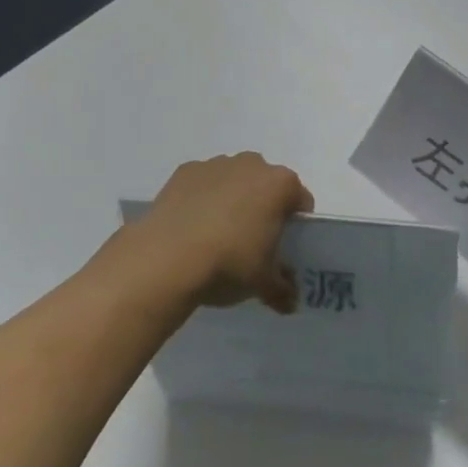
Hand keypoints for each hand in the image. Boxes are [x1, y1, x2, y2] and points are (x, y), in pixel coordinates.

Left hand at [124, 153, 312, 312]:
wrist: (167, 257)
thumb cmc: (229, 263)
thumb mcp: (263, 284)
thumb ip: (283, 290)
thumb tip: (289, 302)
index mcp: (279, 184)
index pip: (300, 199)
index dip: (296, 224)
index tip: (284, 246)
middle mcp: (250, 164)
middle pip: (266, 185)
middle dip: (263, 207)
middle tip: (253, 242)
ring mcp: (215, 164)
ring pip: (233, 180)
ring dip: (232, 200)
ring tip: (218, 236)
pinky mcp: (184, 171)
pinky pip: (203, 184)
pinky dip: (202, 199)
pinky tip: (193, 227)